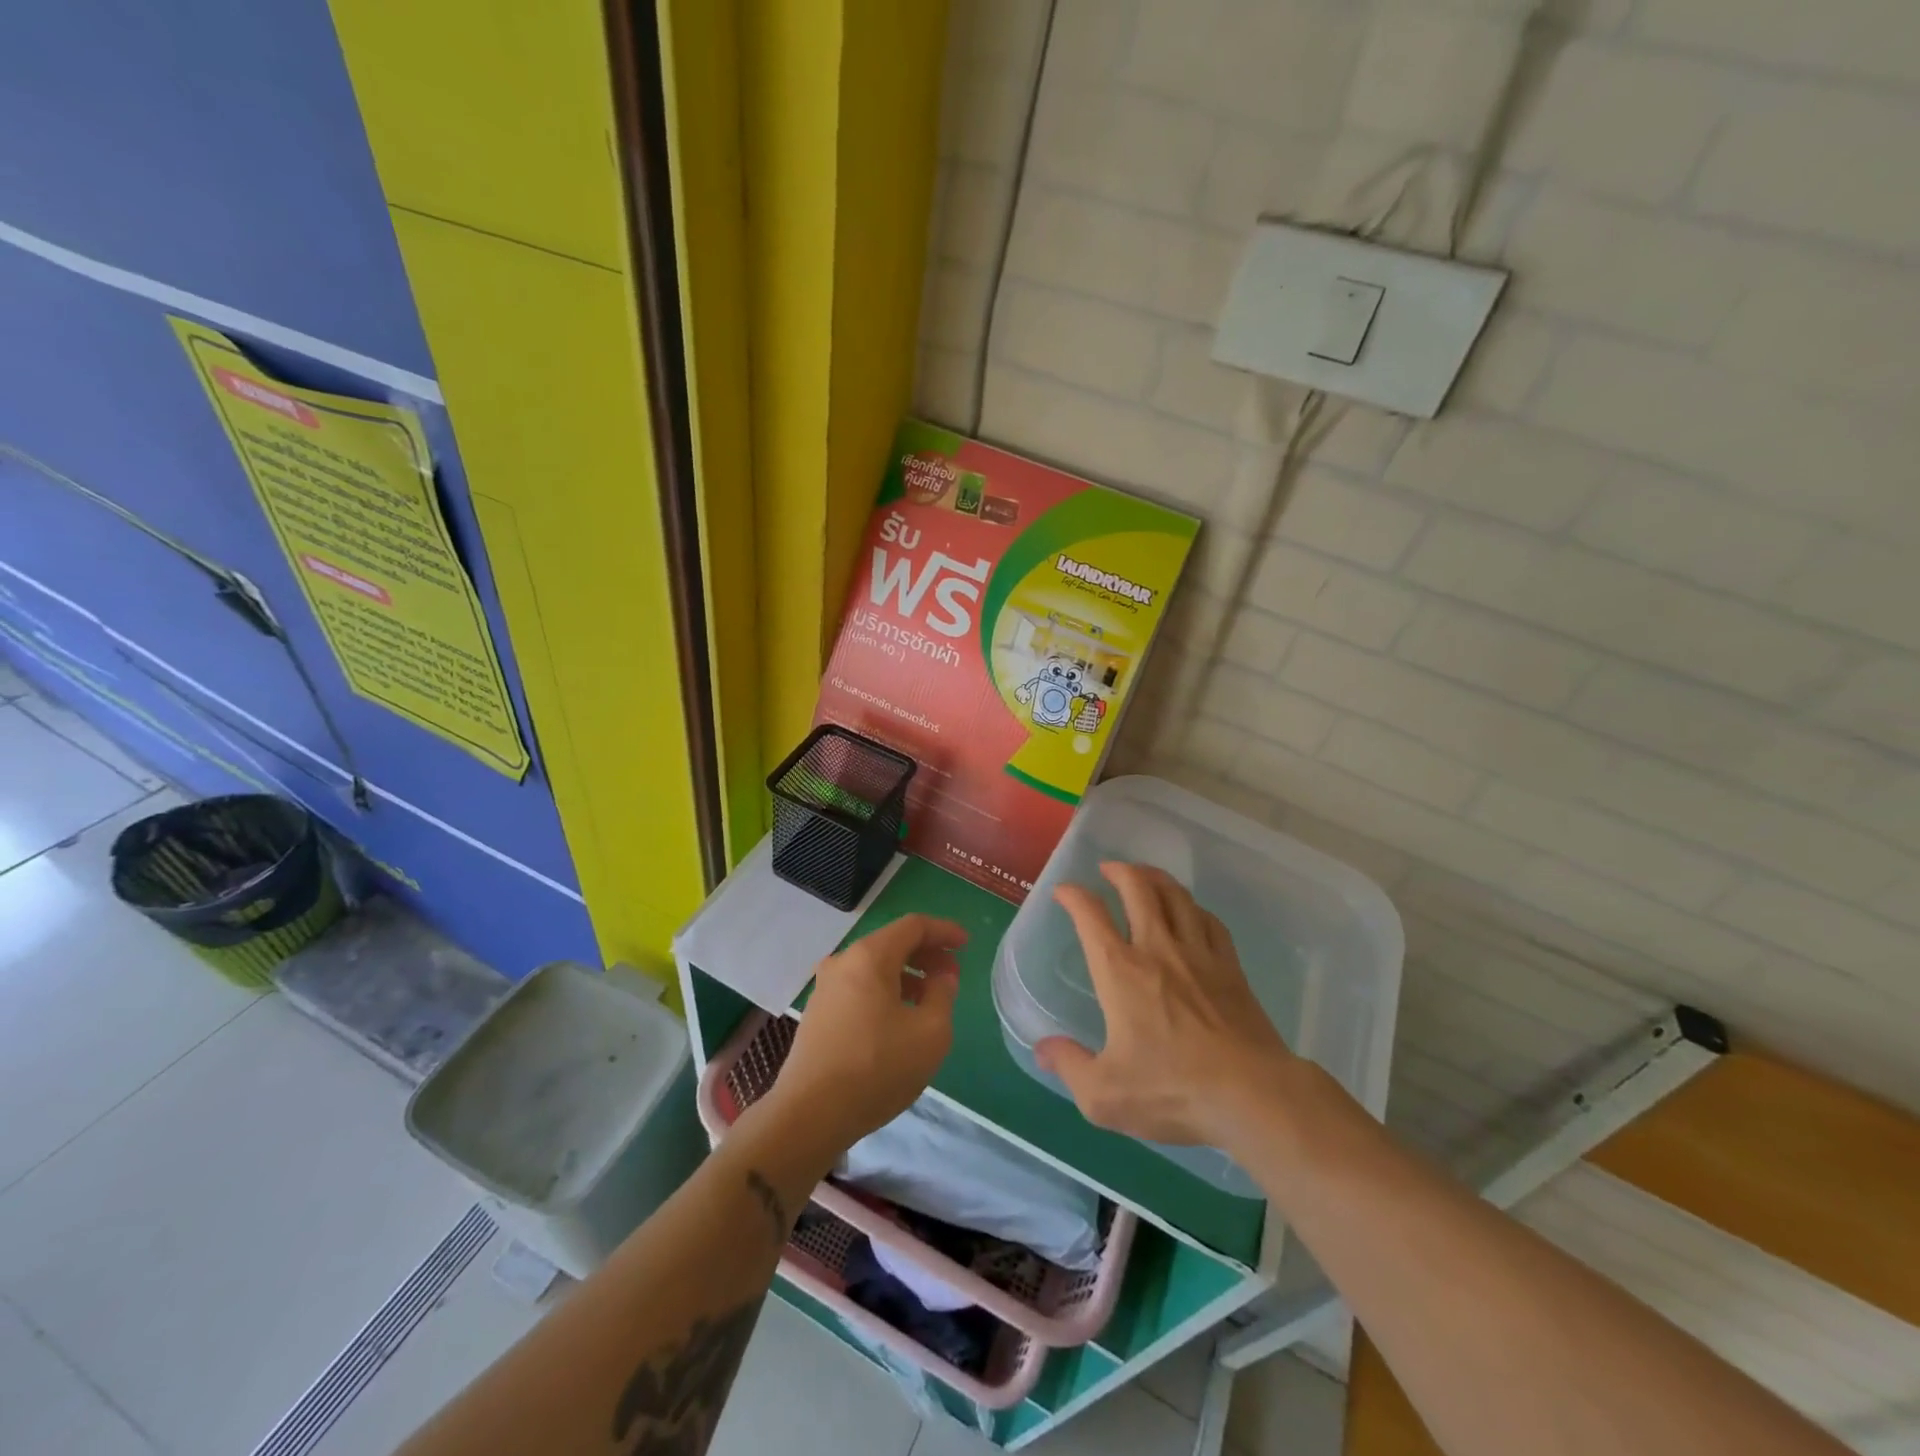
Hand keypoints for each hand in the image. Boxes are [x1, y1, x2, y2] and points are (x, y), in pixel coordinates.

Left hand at [766, 914, 967, 1156]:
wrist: (809, 1115)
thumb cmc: (877, 1068)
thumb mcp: (930, 1033)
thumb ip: (943, 995)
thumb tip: (941, 977)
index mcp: (869, 956)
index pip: (913, 926)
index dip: (944, 931)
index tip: (966, 945)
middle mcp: (843, 962)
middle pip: (892, 943)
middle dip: (926, 954)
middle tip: (952, 975)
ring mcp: (825, 988)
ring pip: (874, 967)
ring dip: (907, 975)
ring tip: (930, 1000)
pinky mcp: (818, 1013)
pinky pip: (859, 987)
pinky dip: (885, 991)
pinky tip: (899, 1020)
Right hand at [1037, 863, 1292, 1148]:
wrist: (1252, 1093)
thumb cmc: (1172, 1089)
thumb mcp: (1104, 1095)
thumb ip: (1069, 1066)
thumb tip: (1043, 1049)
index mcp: (1120, 971)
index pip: (1090, 915)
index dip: (1073, 896)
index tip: (1064, 892)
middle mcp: (1157, 949)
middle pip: (1138, 888)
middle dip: (1119, 871)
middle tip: (1108, 869)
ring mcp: (1198, 953)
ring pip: (1176, 896)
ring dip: (1156, 878)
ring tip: (1145, 877)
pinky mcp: (1230, 967)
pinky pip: (1209, 921)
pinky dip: (1193, 907)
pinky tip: (1191, 912)